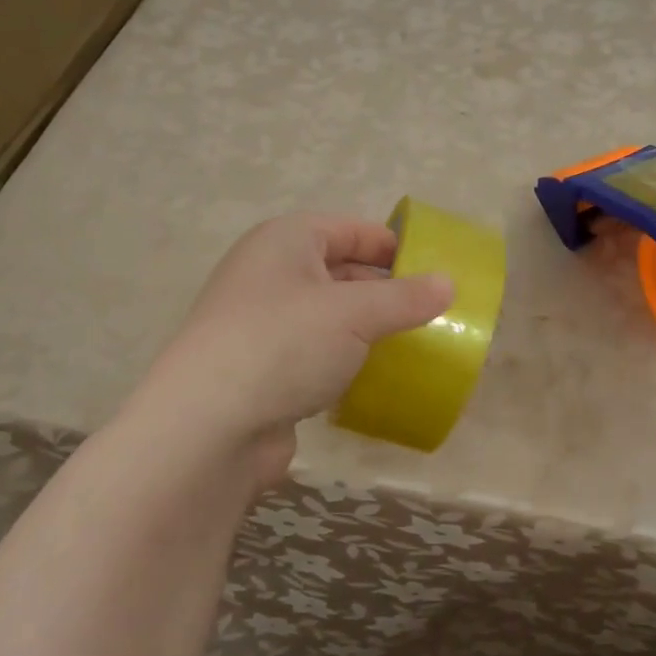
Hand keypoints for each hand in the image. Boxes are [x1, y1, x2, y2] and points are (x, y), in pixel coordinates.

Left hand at [139, 213, 454, 486]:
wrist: (208, 426)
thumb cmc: (284, 344)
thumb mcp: (355, 314)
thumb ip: (405, 298)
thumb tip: (448, 284)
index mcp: (285, 242)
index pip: (348, 229)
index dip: (390, 244)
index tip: (431, 268)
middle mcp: (268, 274)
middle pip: (337, 270)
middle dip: (382, 289)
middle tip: (427, 310)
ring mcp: (260, 323)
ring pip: (326, 315)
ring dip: (364, 328)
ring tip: (409, 343)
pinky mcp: (260, 368)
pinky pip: (312, 352)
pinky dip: (342, 359)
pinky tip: (370, 376)